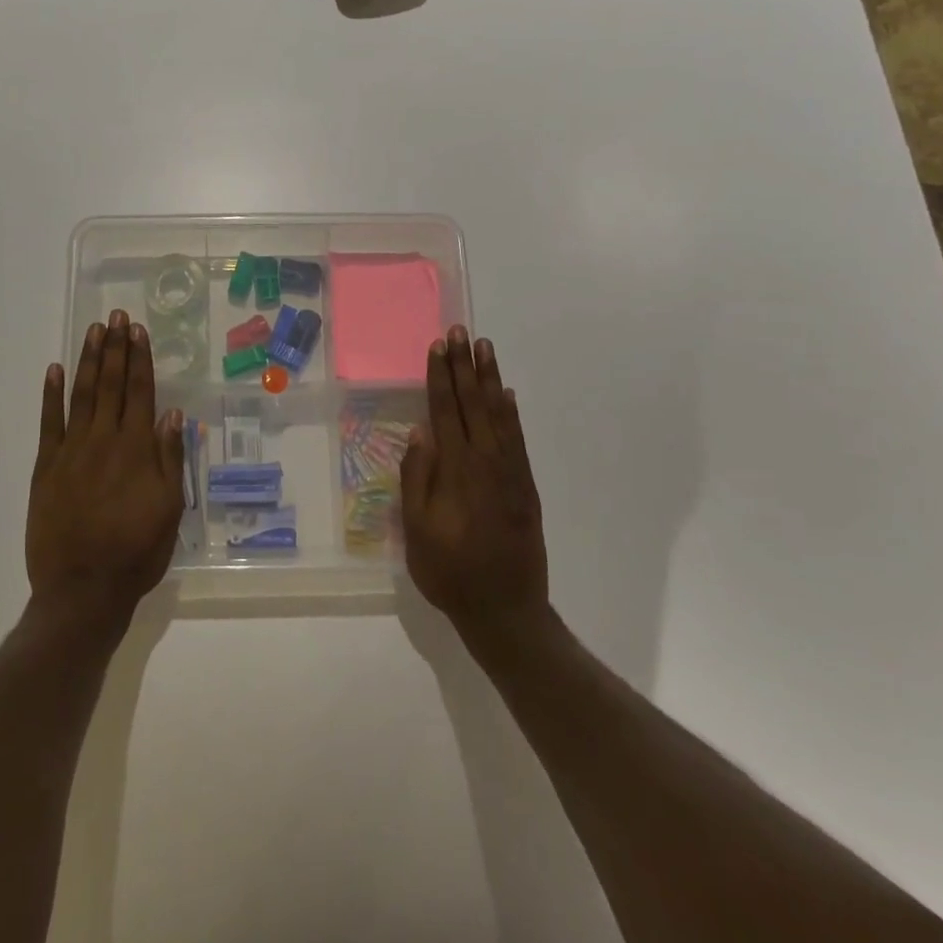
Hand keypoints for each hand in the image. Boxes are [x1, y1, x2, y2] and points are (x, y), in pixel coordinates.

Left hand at [26, 310, 185, 633]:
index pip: (140, 392)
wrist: (83, 589)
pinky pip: (49, 423)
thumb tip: (173, 414)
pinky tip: (53, 370)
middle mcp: (104, 440)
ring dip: (88, 360)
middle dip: (115, 348)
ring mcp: (71, 451)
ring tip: (93, 331)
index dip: (140, 359)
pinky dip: (50, 395)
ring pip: (82, 395)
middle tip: (116, 317)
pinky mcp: (46, 467)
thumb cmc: (136, 551)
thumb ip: (170, 458)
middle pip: (111, 384)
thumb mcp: (170, 509)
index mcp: (136, 449)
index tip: (138, 331)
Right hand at [402, 326, 549, 642]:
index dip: (440, 377)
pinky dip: (512, 412)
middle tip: (461, 331)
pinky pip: (518, 438)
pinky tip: (506, 394)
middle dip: (465, 366)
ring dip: (489, 379)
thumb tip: (420, 432)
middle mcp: (486, 462)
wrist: (506, 610)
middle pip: (473, 403)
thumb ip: (417, 479)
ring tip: (485, 348)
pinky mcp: (525, 485)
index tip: (438, 346)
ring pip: (498, 414)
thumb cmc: (451, 573)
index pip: (445, 411)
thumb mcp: (418, 531)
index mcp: (456, 471)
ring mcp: (510, 472)